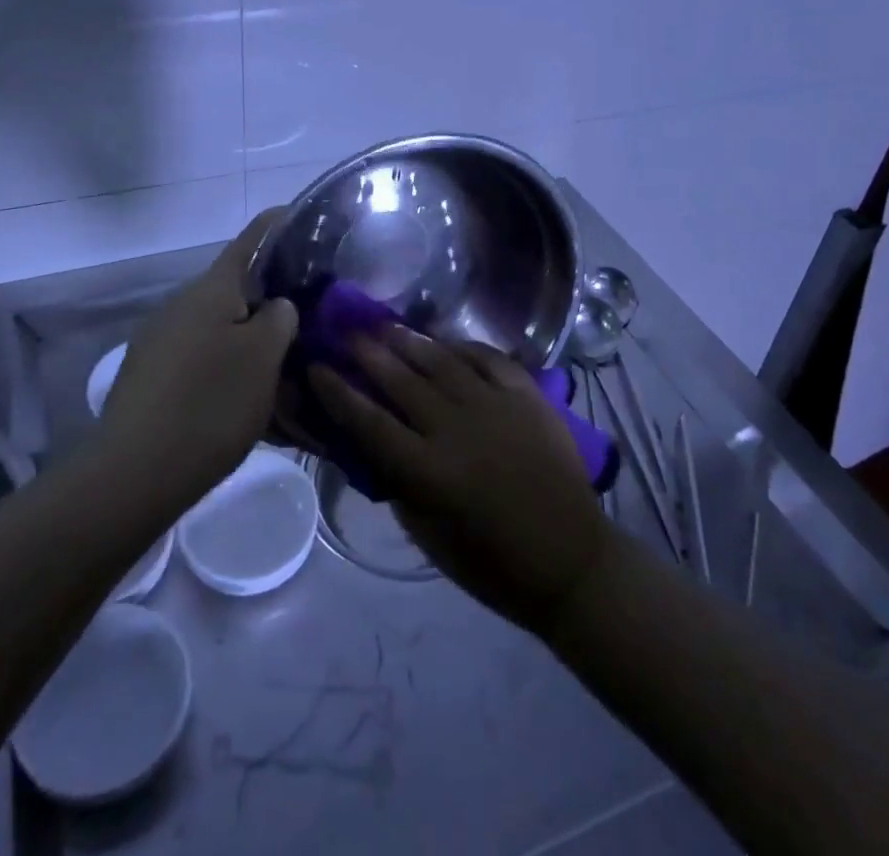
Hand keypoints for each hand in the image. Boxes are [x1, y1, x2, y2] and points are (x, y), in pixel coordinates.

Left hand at [100, 211, 297, 502]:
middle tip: (304, 318)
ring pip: (216, 327)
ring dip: (247, 338)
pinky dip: (223, 366)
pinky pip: (197, 358)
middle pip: (234, 288)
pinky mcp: (148, 376)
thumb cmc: (211, 404)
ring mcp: (158, 341)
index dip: (276, 225)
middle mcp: (180, 305)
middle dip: (268, 297)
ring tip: (279, 367)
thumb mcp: (264, 358)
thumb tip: (276, 306)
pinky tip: (241, 399)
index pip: (250, 240)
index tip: (300, 216)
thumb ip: (279, 319)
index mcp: (210, 290)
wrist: (134, 474)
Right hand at [311, 331, 611, 637]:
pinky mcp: (526, 396)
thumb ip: (400, 486)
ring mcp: (494, 406)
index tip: (316, 367)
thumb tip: (376, 448)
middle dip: (368, 352)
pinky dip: (464, 346)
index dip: (337, 392)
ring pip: (441, 361)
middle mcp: (455, 427)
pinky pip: (489, 358)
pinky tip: (447, 340)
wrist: (571, 560)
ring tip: (386, 325)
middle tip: (347, 332)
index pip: (368, 421)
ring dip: (409, 340)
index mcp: (427, 470)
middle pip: (400, 380)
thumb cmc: (494, 563)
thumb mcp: (430, 537)